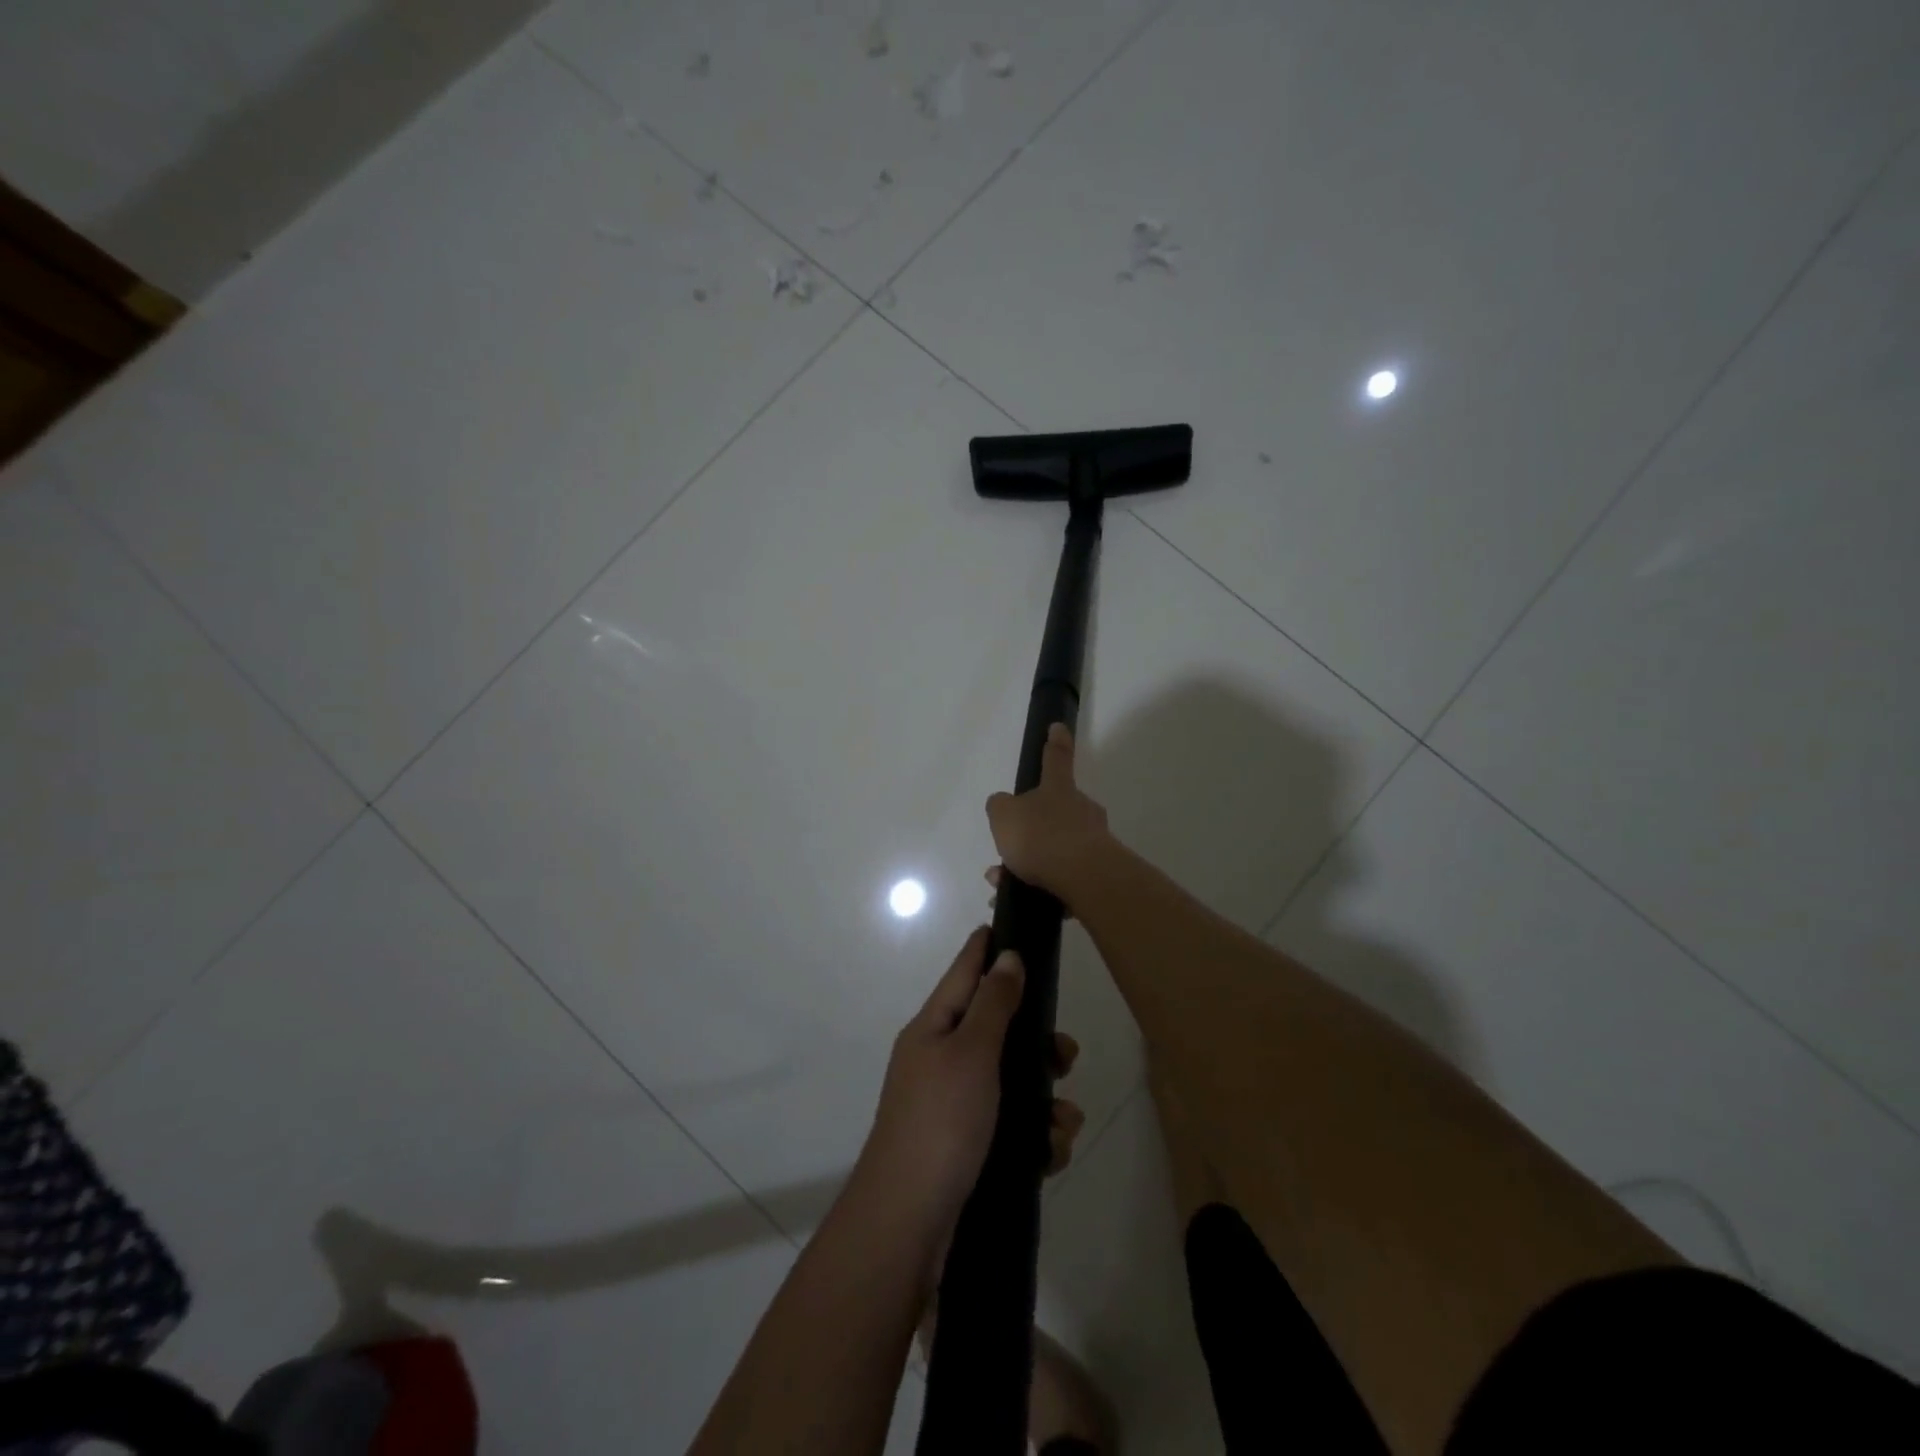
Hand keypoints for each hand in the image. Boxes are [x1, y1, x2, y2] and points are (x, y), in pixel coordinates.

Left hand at [860, 927, 1084, 1242]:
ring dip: (1045, 1099)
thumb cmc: (940, 1122)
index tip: (1011, 924)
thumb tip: (1007, 954)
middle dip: (1037, 1042)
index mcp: (934, 1028)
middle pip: (997, 1030)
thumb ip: (995, 1002)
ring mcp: (954, 1106)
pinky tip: (1050, 1153)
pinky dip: (1035, 1136)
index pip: (964, 971)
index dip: (986, 947)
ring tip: (1063, 1123)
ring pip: (1012, 1082)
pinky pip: (1011, 1126)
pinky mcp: (968, 1147)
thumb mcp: (971, 1052)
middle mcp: (941, 1060)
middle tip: (1066, 1055)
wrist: (908, 1224)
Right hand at [985, 723, 1112, 902]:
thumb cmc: (1041, 836)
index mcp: (1059, 789)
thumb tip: (1005, 807)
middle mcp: (1081, 810)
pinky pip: (1065, 877)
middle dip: (1028, 833)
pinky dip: (1043, 887)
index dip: (1055, 742)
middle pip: (1053, 813)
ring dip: (1028, 865)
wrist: (1083, 877)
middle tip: (1006, 854)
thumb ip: (1000, 807)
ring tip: (1003, 885)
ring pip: (1055, 849)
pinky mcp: (1099, 872)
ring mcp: (1094, 840)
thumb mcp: (1003, 815)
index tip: (1058, 726)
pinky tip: (1025, 901)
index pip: (1056, 758)